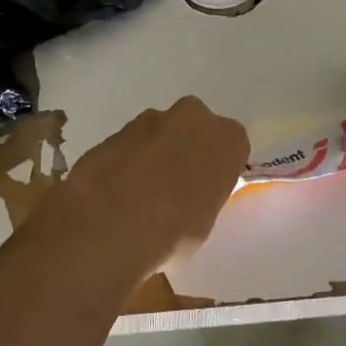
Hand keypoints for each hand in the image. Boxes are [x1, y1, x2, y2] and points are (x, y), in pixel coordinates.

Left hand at [35, 97, 249, 276]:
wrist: (113, 220)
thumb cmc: (176, 228)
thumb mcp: (206, 221)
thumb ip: (203, 196)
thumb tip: (189, 200)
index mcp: (227, 138)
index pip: (231, 147)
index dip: (216, 169)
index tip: (206, 191)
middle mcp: (192, 117)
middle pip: (193, 130)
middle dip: (184, 151)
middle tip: (175, 189)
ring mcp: (149, 119)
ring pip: (158, 135)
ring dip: (152, 156)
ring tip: (140, 197)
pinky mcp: (114, 131)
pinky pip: (129, 146)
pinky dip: (125, 162)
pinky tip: (116, 194)